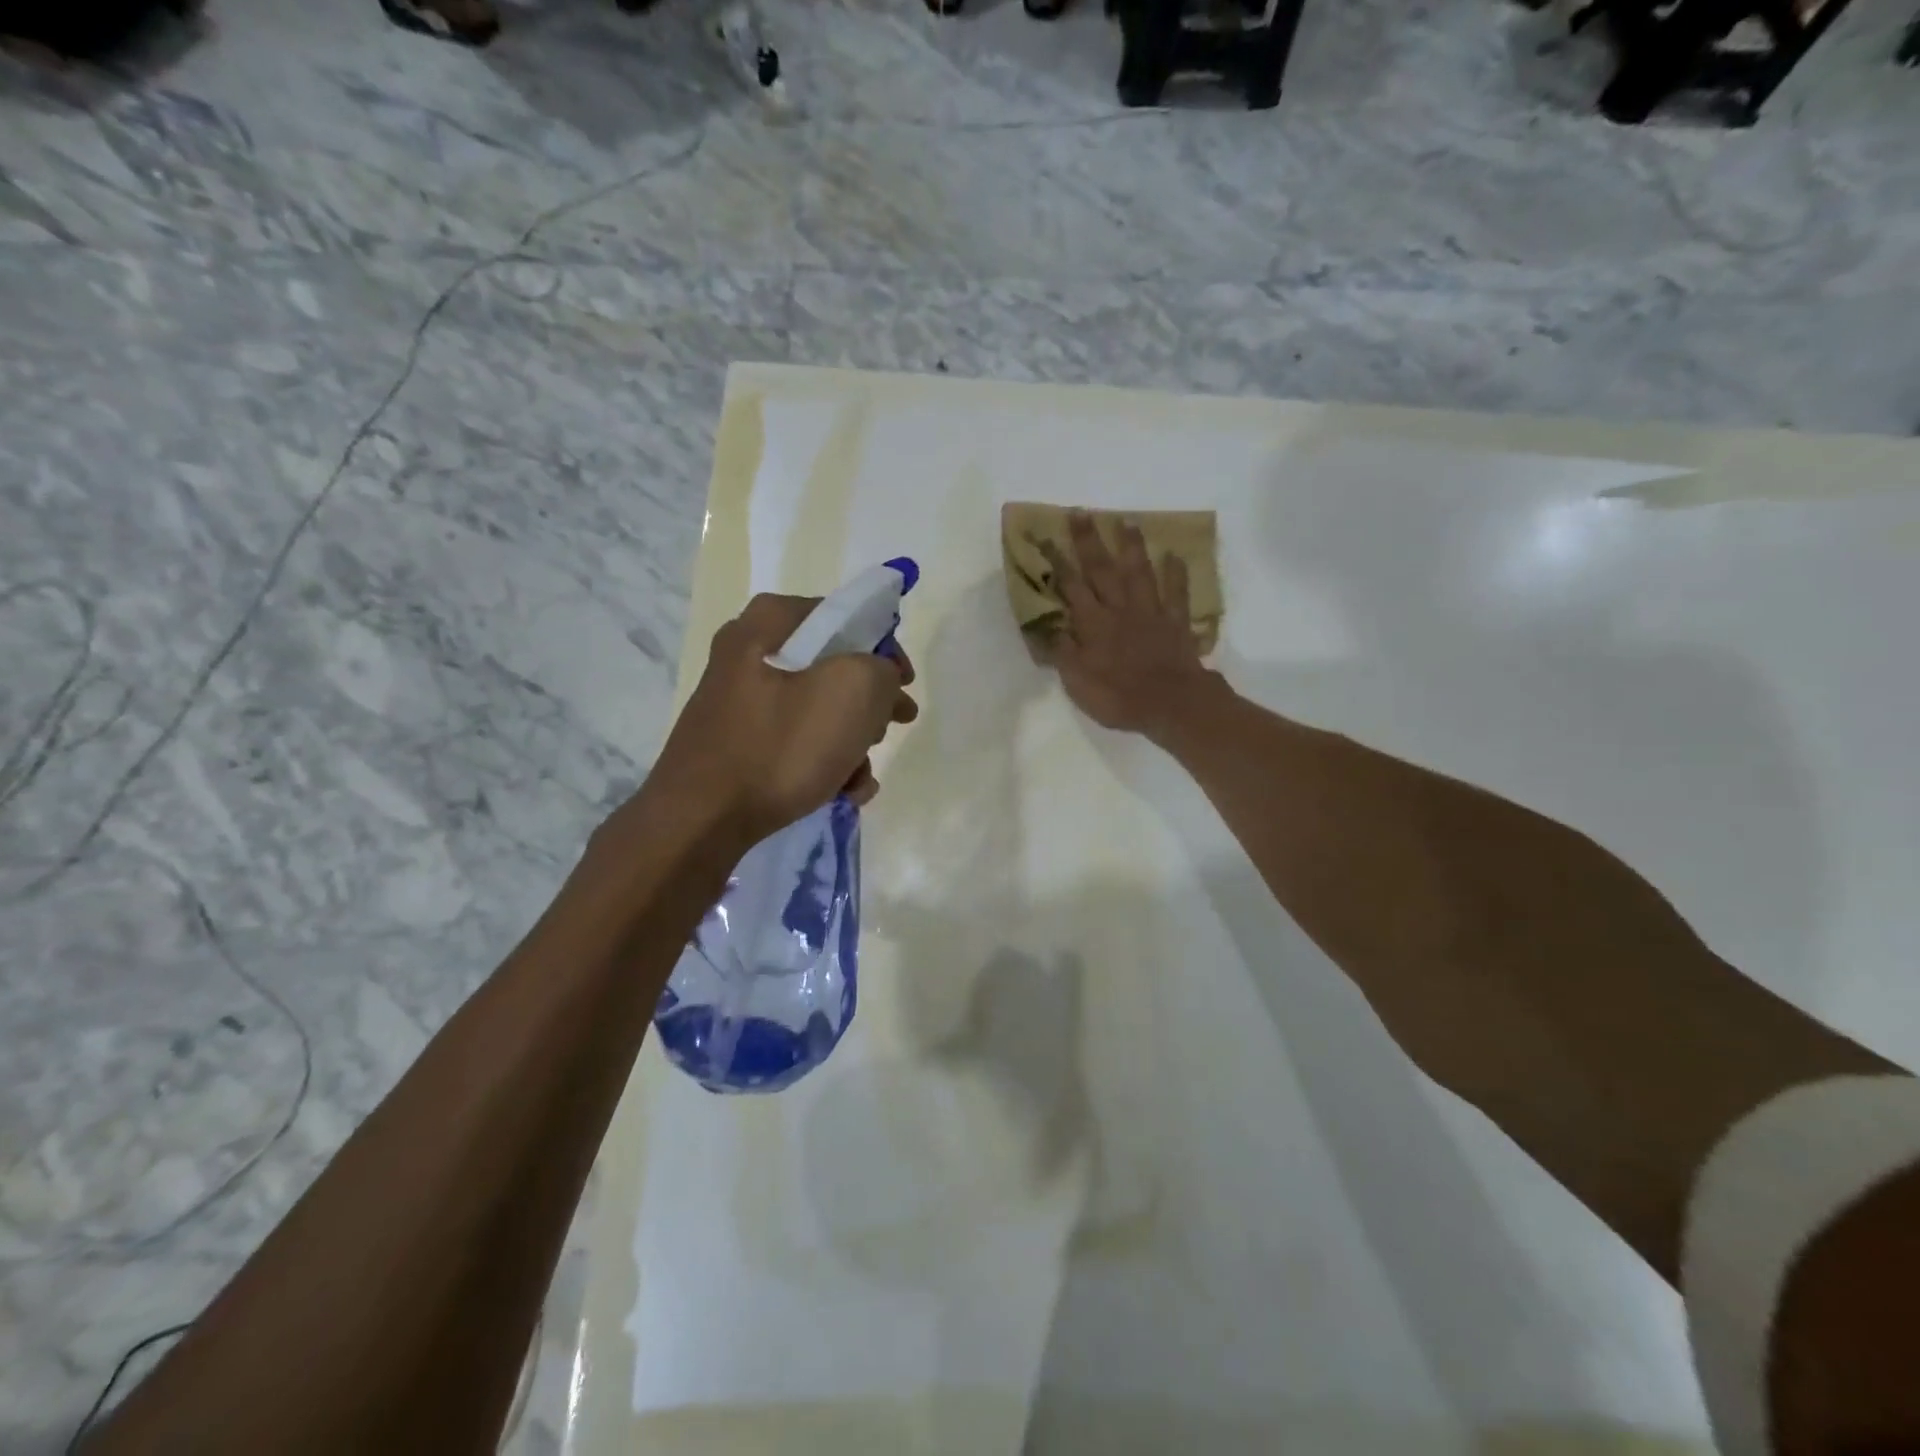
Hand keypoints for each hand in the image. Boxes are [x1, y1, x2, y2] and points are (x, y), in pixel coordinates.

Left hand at [644, 594, 918, 845]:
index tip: (903, 685)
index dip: (884, 648)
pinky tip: (841, 793)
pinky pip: (794, 739)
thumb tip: (878, 679)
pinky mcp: (737, 741)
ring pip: (817, 708)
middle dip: (869, 703)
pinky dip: (823, 761)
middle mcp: (748, 651)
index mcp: (769, 623)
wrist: (700, 821)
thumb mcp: (852, 692)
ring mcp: (739, 699)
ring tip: (860, 778)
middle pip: (832, 666)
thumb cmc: (780, 747)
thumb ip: (881, 669)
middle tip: (890, 727)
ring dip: (851, 742)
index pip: (845, 615)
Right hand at [1042, 512, 1216, 741]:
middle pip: (1102, 570)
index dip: (1059, 562)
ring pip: (1139, 573)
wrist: (1171, 704)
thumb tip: (1046, 627)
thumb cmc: (1118, 698)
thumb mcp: (1078, 682)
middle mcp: (1119, 610)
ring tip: (1126, 522)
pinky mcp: (1175, 623)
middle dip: (1089, 541)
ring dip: (1131, 547)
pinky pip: (1176, 594)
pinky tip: (1174, 555)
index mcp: (1093, 624)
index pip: (1071, 588)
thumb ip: (1063, 652)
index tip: (1048, 537)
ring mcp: (1150, 613)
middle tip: (1081, 512)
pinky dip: (1176, 574)